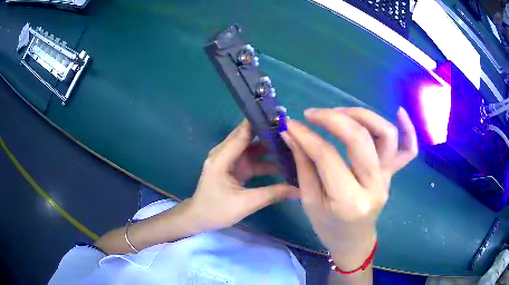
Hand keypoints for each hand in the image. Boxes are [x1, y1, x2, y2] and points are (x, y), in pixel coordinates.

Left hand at [187, 119, 297, 231]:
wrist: (199, 218)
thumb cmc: (216, 210)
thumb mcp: (246, 203)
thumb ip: (273, 194)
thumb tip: (300, 190)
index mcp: (222, 157)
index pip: (243, 133)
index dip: (260, 122)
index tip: (280, 115)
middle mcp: (224, 154)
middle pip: (248, 137)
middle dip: (268, 133)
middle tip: (292, 131)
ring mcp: (229, 161)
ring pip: (252, 149)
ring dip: (269, 148)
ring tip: (291, 146)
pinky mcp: (234, 169)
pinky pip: (251, 160)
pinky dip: (264, 161)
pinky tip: (281, 164)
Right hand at [281, 107, 417, 270]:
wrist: (354, 241)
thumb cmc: (329, 228)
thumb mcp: (310, 201)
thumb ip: (303, 164)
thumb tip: (292, 133)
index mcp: (349, 202)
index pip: (327, 157)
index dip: (307, 136)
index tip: (291, 125)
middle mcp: (374, 186)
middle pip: (359, 139)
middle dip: (333, 119)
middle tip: (312, 114)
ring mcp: (388, 178)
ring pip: (386, 135)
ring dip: (363, 115)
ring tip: (341, 112)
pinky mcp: (393, 174)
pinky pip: (408, 151)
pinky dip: (408, 130)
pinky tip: (399, 111)